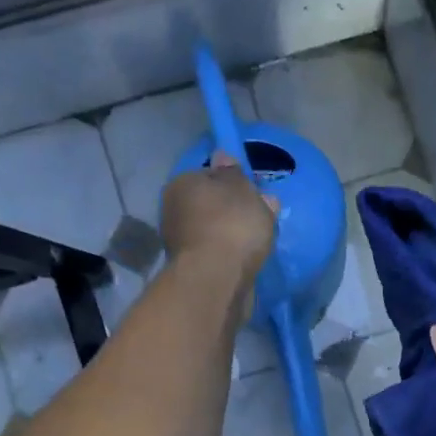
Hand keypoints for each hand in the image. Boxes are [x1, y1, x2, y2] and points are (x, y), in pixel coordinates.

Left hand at [160, 152, 275, 281]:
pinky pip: (217, 255)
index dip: (233, 183)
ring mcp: (180, 243)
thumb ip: (234, 173)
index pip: (209, 175)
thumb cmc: (231, 224)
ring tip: (258, 244)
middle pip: (210, 205)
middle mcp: (174, 211)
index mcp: (182, 183)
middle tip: (261, 219)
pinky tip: (246, 261)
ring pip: (214, 232)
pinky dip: (229, 256)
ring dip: (232, 236)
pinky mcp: (192, 270)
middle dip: (233, 211)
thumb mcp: (241, 188)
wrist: (217, 279)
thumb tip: (221, 156)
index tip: (254, 194)